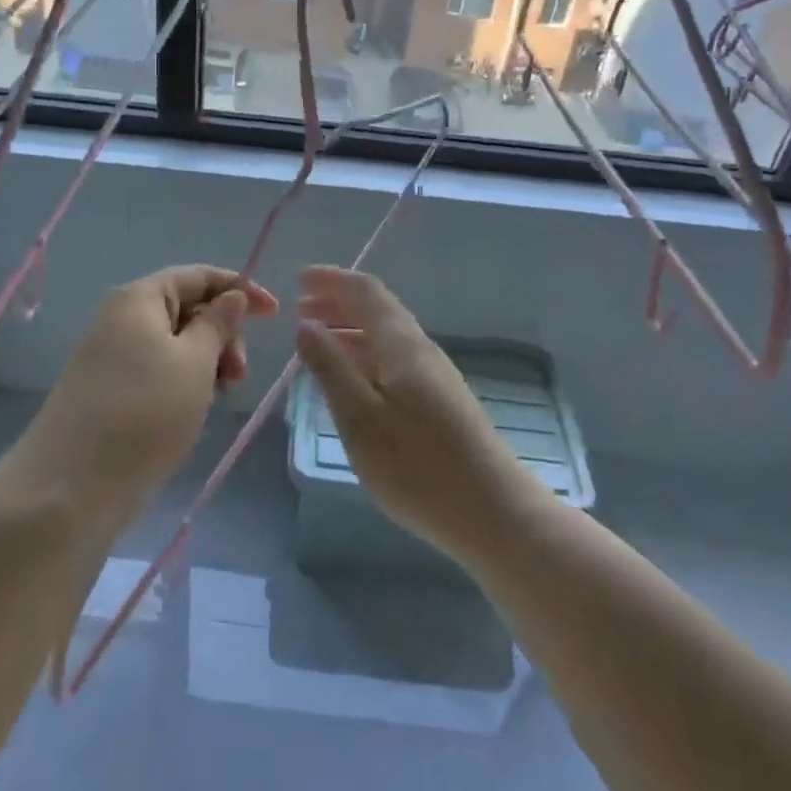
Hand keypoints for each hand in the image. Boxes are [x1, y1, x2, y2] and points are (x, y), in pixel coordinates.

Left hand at [10, 266, 277, 525]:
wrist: (70, 488)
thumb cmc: (144, 413)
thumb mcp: (195, 363)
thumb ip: (218, 324)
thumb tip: (232, 296)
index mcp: (138, 299)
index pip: (197, 276)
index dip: (239, 288)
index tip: (274, 313)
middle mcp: (120, 318)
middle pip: (185, 308)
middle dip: (221, 333)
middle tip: (240, 374)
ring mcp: (110, 356)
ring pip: (173, 343)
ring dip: (205, 361)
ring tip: (217, 396)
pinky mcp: (108, 390)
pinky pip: (156, 370)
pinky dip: (182, 381)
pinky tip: (193, 410)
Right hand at [295, 266, 543, 559]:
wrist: (492, 512)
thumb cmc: (418, 466)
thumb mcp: (360, 418)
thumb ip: (331, 368)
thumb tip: (307, 326)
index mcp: (402, 345)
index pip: (366, 292)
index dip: (332, 280)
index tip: (298, 278)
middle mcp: (421, 350)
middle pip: (378, 310)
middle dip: (338, 302)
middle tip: (301, 307)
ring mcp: (435, 376)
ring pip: (386, 336)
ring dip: (350, 329)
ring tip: (316, 339)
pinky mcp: (440, 402)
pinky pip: (393, 360)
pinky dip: (364, 355)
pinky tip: (351, 378)